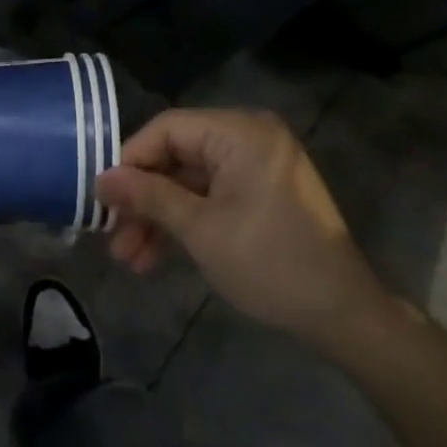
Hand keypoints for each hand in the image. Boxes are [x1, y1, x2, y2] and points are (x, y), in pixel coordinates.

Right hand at [95, 108, 391, 353]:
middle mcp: (248, 136)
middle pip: (176, 156)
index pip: (167, 128)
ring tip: (130, 259)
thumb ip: (148, 197)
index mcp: (239, 131)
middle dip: (143, 199)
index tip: (103, 197)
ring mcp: (255, 165)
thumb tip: (100, 179)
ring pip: (189, 181)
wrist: (346, 318)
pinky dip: (185, 221)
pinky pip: (210, 195)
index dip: (130, 160)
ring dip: (159, 217)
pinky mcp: (260, 192)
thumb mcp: (201, 230)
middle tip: (113, 238)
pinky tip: (156, 255)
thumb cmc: (271, 264)